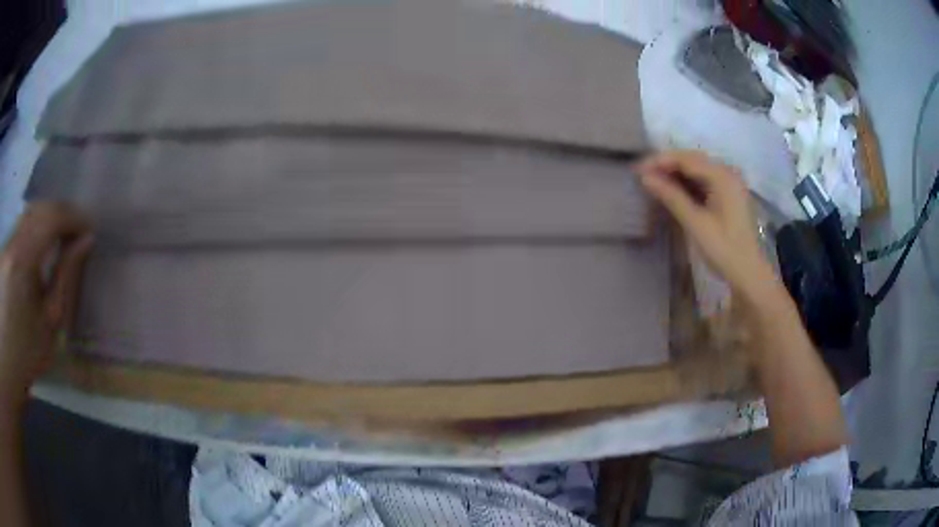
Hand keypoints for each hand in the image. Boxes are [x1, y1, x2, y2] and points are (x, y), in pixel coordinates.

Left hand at [0, 203, 91, 407]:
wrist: (8, 365)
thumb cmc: (28, 353)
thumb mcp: (50, 321)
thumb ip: (64, 275)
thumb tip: (85, 241)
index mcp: (22, 260)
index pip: (50, 217)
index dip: (72, 216)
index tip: (89, 227)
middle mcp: (11, 243)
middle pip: (38, 209)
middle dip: (59, 214)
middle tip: (76, 231)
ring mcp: (5, 244)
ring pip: (28, 215)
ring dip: (45, 221)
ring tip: (59, 238)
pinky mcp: (3, 250)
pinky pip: (20, 228)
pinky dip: (34, 230)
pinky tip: (39, 246)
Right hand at [638, 150, 775, 300]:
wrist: (749, 274)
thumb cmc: (723, 249)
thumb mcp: (695, 223)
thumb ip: (671, 196)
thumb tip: (645, 177)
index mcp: (722, 176)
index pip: (686, 159)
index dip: (660, 161)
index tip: (637, 169)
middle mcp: (727, 173)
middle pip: (692, 160)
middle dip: (667, 165)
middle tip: (642, 175)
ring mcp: (730, 183)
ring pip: (698, 170)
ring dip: (676, 174)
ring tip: (654, 182)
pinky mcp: (729, 195)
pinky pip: (705, 180)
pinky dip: (688, 183)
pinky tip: (674, 190)